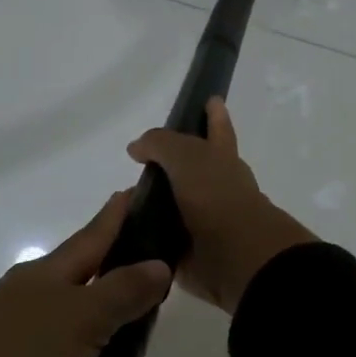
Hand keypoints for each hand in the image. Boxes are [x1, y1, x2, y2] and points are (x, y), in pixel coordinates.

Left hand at [0, 190, 169, 356]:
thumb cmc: (14, 351)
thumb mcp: (79, 316)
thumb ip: (123, 291)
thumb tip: (159, 263)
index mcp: (53, 278)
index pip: (96, 236)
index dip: (120, 216)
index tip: (141, 191)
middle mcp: (45, 311)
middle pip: (104, 306)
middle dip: (135, 331)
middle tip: (155, 348)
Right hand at [127, 97, 316, 312]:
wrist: (235, 256)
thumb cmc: (216, 196)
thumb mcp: (186, 155)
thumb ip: (160, 143)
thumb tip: (137, 148)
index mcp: (221, 160)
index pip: (217, 129)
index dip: (214, 115)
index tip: (210, 100)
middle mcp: (215, 188)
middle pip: (191, 169)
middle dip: (169, 166)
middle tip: (140, 165)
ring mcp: (203, 222)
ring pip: (173, 206)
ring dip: (150, 204)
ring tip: (119, 200)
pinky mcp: (189, 253)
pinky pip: (160, 240)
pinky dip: (144, 236)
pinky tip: (120, 232)